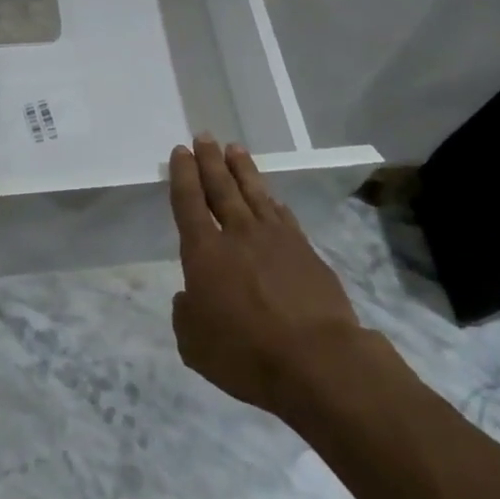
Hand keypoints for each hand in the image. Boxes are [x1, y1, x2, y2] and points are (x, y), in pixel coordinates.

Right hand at [169, 136, 366, 421]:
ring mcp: (276, 239)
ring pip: (254, 193)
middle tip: (204, 137)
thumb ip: (186, 314)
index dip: (183, 174)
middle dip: (210, 160)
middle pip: (221, 187)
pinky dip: (273, 202)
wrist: (319, 361)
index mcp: (204, 252)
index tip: (181, 152)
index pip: (188, 202)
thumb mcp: (194, 345)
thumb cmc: (247, 354)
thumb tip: (190, 297)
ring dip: (242, 169)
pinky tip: (271, 197)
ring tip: (234, 148)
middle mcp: (237, 235)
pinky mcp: (306, 252)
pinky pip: (283, 216)